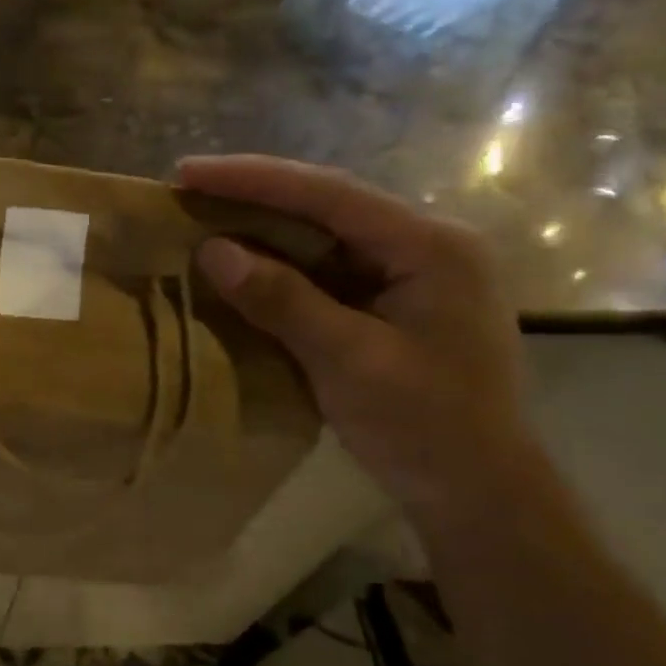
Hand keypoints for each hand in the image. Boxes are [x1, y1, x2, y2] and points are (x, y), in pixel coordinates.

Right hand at [178, 155, 533, 518]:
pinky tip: (242, 267)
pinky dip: (280, 268)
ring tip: (203, 219)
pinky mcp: (392, 304)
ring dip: (263, 230)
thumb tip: (212, 251)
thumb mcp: (349, 361)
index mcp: (430, 246)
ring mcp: (410, 275)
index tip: (188, 172)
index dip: (254, 179)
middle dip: (255, 197)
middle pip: (327, 206)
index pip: (329, 194)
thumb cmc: (425, 426)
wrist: (478, 492)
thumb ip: (283, 300)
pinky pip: (326, 272)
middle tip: (187, 191)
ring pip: (324, 237)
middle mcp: (424, 245)